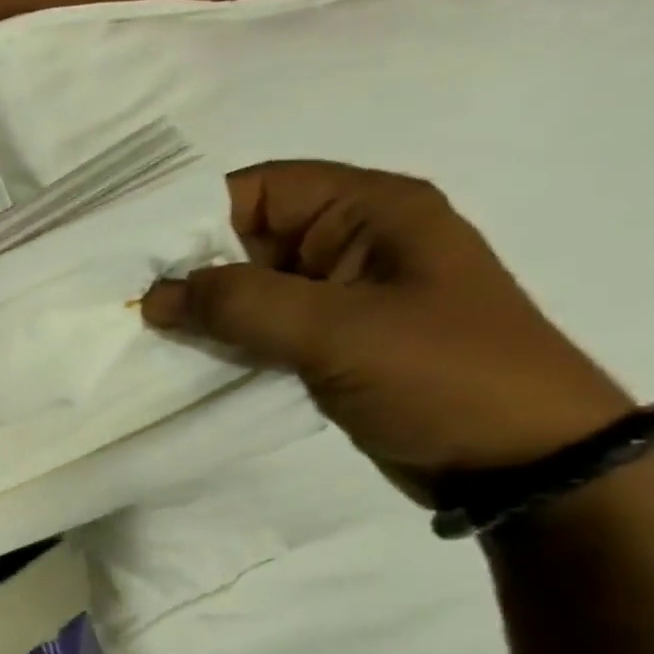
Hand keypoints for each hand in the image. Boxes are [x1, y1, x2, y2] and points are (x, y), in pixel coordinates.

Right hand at [142, 161, 632, 494]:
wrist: (525, 464)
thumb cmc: (442, 375)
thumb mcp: (336, 330)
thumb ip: (239, 304)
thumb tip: (154, 296)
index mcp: (369, 209)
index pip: (260, 189)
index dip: (193, 216)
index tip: (133, 258)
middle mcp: (352, 241)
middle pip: (249, 237)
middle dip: (190, 268)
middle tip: (127, 301)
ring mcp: (343, 295)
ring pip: (252, 287)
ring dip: (205, 308)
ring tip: (144, 332)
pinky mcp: (335, 342)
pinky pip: (266, 327)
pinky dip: (227, 339)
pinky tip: (186, 357)